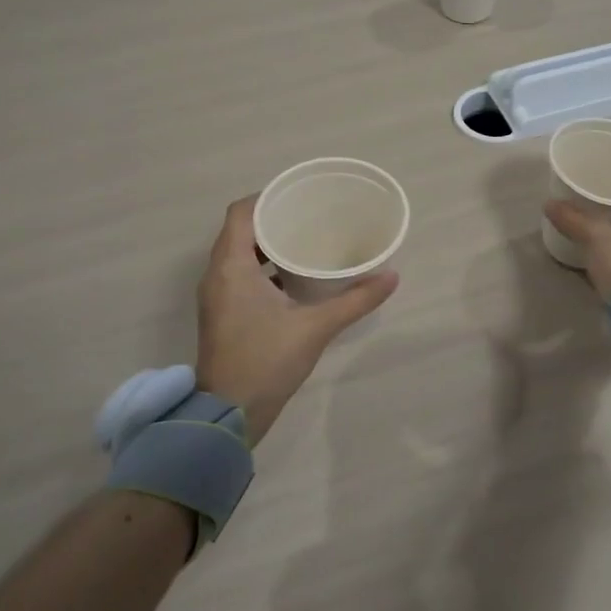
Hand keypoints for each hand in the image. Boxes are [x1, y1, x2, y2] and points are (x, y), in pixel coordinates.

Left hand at [195, 197, 397, 443]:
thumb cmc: (266, 361)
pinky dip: (264, 268)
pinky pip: (240, 275)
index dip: (268, 197)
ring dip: (269, 245)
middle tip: (311, 216)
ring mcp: (217, 296)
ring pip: (240, 254)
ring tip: (306, 241)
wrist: (229, 415)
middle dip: (274, 219)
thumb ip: (355, 300)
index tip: (299, 196)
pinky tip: (295, 278)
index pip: (241, 213)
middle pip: (241, 230)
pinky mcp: (223, 313)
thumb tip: (392, 276)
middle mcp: (217, 275)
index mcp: (231, 267)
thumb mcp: (316, 327)